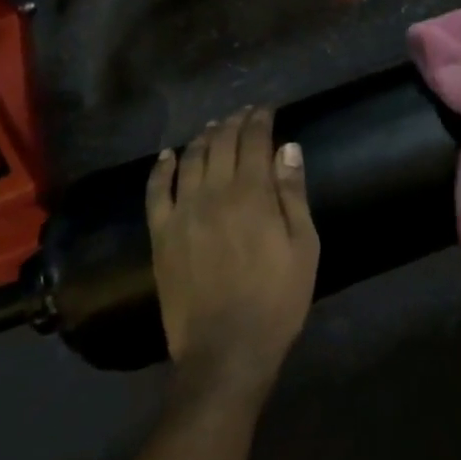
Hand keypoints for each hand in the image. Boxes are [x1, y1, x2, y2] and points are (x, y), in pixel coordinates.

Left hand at [146, 108, 319, 400]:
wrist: (226, 350)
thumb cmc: (277, 299)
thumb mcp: (303, 246)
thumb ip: (293, 194)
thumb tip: (288, 148)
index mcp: (252, 194)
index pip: (254, 141)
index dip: (260, 119)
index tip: (266, 109)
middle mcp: (213, 193)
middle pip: (220, 143)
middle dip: (233, 123)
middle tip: (243, 114)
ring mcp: (182, 213)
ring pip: (190, 160)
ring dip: (203, 137)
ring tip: (213, 128)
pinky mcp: (161, 235)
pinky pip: (156, 191)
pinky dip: (162, 168)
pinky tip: (167, 155)